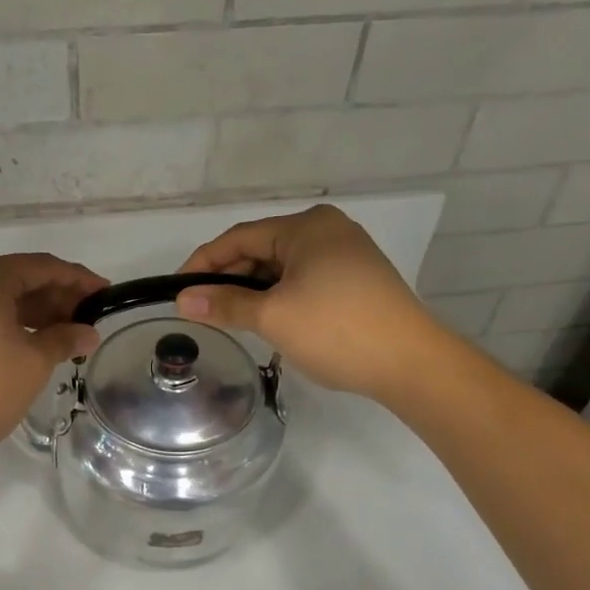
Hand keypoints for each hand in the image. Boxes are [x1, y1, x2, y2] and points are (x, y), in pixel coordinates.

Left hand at [0, 252, 106, 465]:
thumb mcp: (32, 363)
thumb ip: (64, 339)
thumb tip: (88, 332)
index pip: (43, 267)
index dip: (79, 280)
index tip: (106, 295)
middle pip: (17, 277)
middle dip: (55, 298)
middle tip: (87, 321)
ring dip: (31, 312)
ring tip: (63, 336)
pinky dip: (5, 321)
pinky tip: (27, 342)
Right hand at [175, 205, 453, 400]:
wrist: (411, 363)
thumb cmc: (336, 330)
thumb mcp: (273, 317)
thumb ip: (225, 304)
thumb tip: (182, 300)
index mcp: (306, 227)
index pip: (239, 238)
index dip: (203, 263)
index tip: (177, 291)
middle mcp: (327, 230)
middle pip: (261, 250)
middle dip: (230, 279)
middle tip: (202, 311)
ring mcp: (346, 254)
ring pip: (283, 268)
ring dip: (254, 291)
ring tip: (230, 319)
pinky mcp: (357, 280)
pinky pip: (304, 280)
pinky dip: (280, 297)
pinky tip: (268, 320)